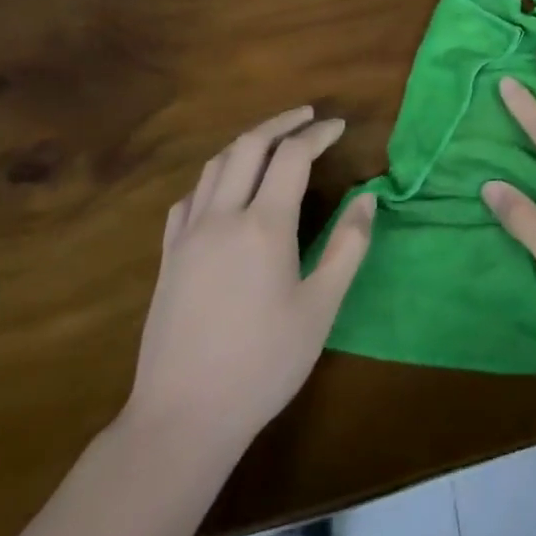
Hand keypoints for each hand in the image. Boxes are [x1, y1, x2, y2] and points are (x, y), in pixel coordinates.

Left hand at [125, 107, 374, 459]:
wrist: (181, 419)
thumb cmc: (262, 364)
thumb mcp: (320, 308)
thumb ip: (348, 246)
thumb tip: (368, 197)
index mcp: (264, 226)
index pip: (292, 156)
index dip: (317, 133)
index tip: (338, 126)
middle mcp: (222, 218)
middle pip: (248, 146)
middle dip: (281, 123)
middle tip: (307, 116)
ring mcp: (188, 236)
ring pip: (215, 166)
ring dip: (246, 143)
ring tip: (272, 142)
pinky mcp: (167, 258)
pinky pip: (189, 198)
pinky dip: (214, 178)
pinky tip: (224, 190)